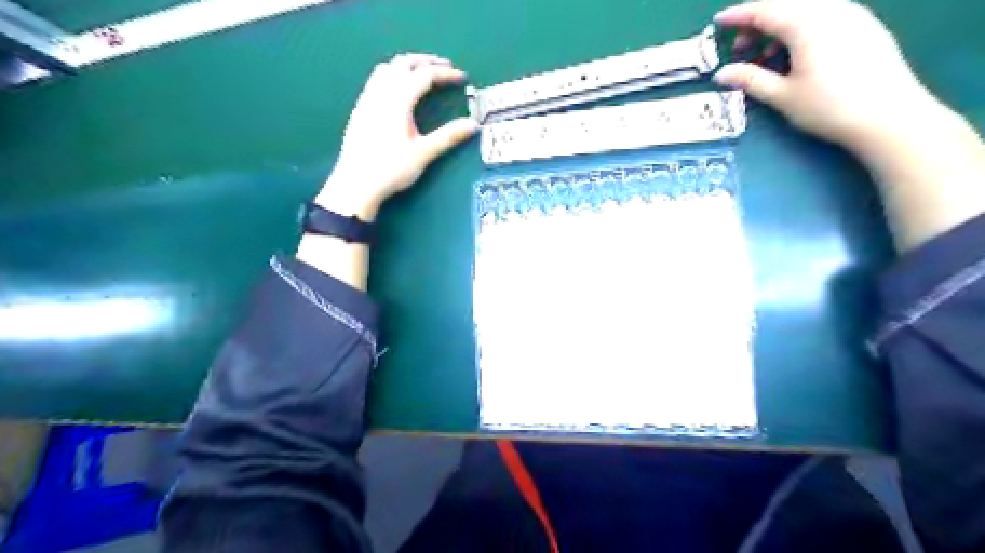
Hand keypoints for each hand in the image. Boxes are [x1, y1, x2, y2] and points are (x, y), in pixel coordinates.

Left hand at [318, 54, 478, 220]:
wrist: (356, 184)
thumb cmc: (391, 169)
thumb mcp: (423, 153)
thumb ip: (448, 137)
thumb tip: (473, 125)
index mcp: (398, 101)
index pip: (425, 75)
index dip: (445, 74)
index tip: (461, 78)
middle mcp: (381, 93)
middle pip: (404, 63)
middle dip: (426, 61)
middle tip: (444, 68)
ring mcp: (367, 100)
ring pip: (387, 68)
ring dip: (407, 65)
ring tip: (422, 74)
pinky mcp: (360, 110)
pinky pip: (376, 80)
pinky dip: (392, 75)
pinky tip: (396, 91)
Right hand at [712, 0, 933, 150]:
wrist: (888, 115)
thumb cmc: (829, 106)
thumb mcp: (782, 95)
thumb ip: (749, 79)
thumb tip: (721, 73)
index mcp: (807, 23)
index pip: (765, 10)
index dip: (738, 15)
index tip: (718, 22)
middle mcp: (831, 10)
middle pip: (786, 5)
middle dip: (758, 22)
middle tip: (740, 48)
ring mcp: (852, 15)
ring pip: (806, 9)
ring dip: (780, 26)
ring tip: (766, 57)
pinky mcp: (864, 26)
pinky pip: (824, 16)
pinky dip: (801, 28)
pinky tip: (796, 55)